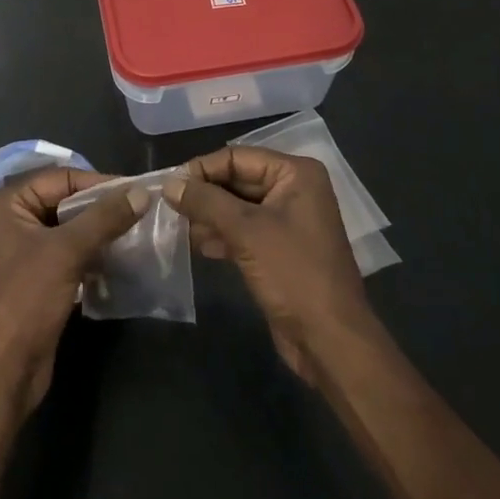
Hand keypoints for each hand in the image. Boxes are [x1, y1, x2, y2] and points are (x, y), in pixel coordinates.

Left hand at [0, 167, 146, 416]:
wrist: (0, 374)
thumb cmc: (25, 300)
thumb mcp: (66, 252)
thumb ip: (104, 218)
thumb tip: (141, 192)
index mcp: (8, 204)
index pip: (61, 178)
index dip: (99, 183)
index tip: (137, 193)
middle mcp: (11, 221)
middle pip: (65, 202)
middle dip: (101, 209)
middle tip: (141, 213)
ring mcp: (22, 253)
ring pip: (69, 231)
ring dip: (100, 234)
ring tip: (137, 236)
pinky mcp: (35, 281)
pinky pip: (68, 256)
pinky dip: (92, 256)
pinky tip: (120, 262)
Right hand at [164, 146, 373, 381]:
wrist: (330, 341)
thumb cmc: (293, 274)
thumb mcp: (246, 232)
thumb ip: (206, 202)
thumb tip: (169, 184)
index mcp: (295, 174)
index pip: (237, 157)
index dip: (202, 169)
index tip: (169, 185)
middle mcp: (293, 190)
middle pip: (237, 180)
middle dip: (204, 195)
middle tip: (170, 208)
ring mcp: (287, 221)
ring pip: (237, 207)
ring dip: (209, 217)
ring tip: (181, 230)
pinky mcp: (279, 249)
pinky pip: (244, 231)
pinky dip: (222, 235)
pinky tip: (200, 247)